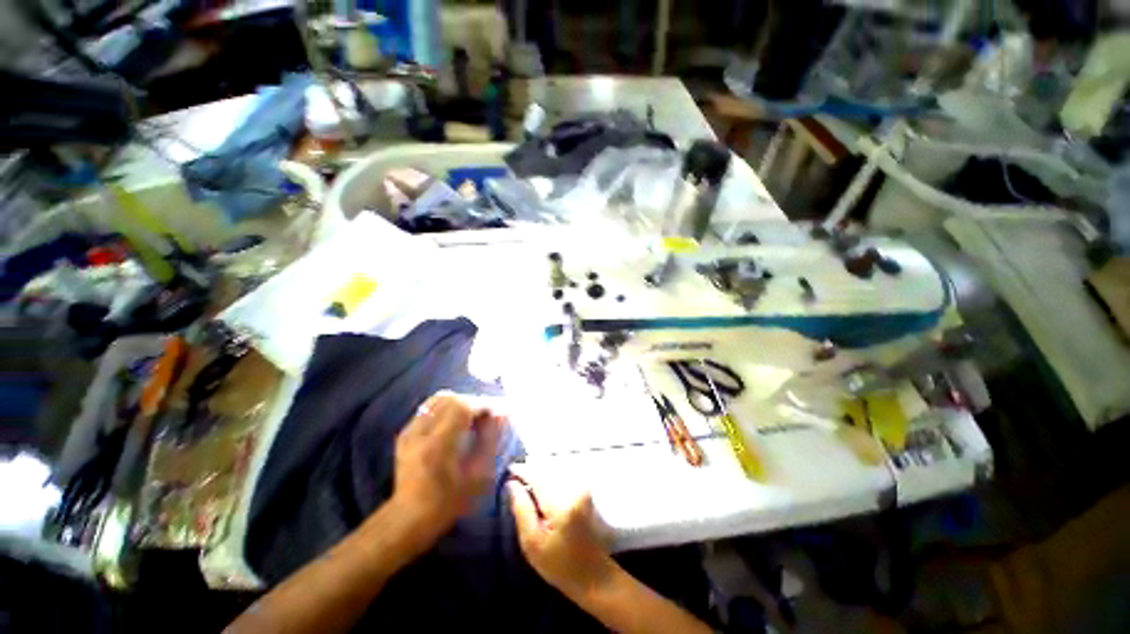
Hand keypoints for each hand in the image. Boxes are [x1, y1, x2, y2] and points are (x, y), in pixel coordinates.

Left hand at [388, 391, 504, 547]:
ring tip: (473, 416)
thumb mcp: (479, 476)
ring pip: (439, 399)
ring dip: (461, 402)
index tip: (499, 411)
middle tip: (488, 414)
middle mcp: (420, 432)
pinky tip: (456, 421)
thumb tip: (502, 414)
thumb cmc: (449, 502)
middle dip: (474, 401)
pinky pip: (430, 407)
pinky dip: (447, 407)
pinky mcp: (405, 432)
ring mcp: (409, 431)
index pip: (462, 406)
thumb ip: (491, 440)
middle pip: (451, 399)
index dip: (484, 404)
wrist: (409, 518)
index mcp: (437, 445)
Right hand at [508, 475, 616, 600]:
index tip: (507, 472)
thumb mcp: (532, 543)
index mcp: (560, 503)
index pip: (536, 476)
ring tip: (526, 487)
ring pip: (553, 472)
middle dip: (529, 473)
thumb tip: (511, 484)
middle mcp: (574, 488)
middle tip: (514, 482)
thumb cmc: (559, 565)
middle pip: (546, 471)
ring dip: (539, 476)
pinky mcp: (584, 490)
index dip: (520, 471)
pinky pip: (561, 477)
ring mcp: (582, 488)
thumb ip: (521, 509)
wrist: (592, 575)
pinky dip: (549, 480)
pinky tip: (541, 491)